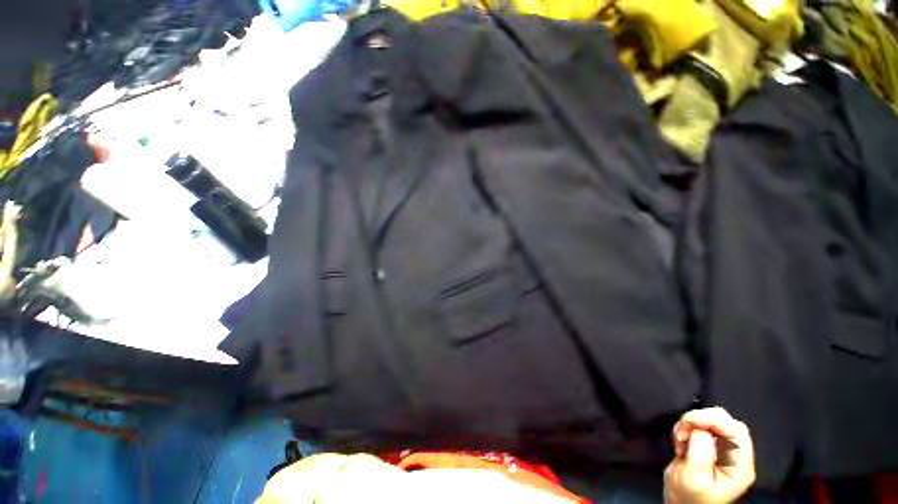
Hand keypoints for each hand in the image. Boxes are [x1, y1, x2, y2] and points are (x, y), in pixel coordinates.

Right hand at [664, 407, 755, 503]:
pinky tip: (681, 440)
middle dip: (700, 420)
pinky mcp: (710, 445)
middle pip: (726, 421)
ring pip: (712, 419)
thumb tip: (701, 430)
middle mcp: (736, 456)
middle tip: (683, 433)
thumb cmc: (688, 499)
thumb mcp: (693, 479)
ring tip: (680, 440)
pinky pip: (700, 424)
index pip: (736, 431)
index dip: (713, 420)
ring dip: (691, 423)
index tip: (690, 421)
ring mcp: (723, 450)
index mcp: (739, 467)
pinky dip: (687, 426)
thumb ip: (700, 453)